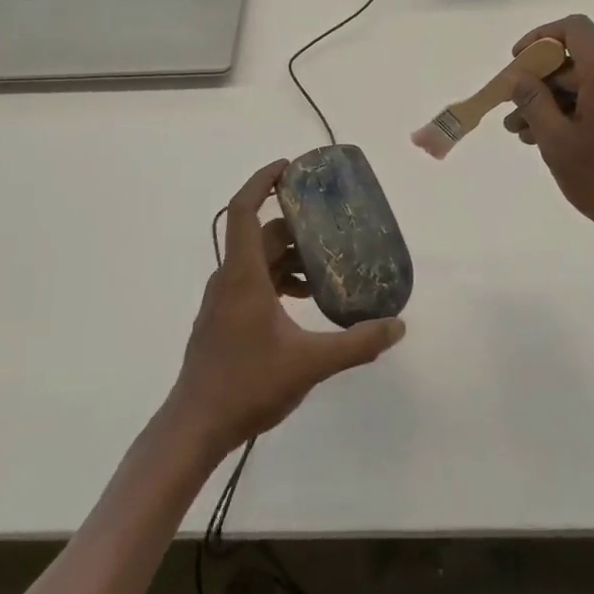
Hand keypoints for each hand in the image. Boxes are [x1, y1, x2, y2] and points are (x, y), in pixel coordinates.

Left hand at [170, 161, 404, 457]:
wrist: (196, 427)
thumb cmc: (247, 385)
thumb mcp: (309, 364)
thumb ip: (356, 343)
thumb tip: (397, 326)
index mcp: (243, 275)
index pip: (243, 210)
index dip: (262, 182)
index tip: (288, 167)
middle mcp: (230, 279)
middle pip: (260, 235)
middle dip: (295, 225)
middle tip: (330, 223)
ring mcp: (224, 301)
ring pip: (258, 261)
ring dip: (290, 256)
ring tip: (327, 267)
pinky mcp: (224, 320)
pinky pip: (254, 283)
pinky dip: (280, 280)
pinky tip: (306, 301)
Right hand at [503, 16, 593, 254]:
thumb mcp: (557, 141)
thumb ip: (533, 102)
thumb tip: (520, 78)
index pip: (574, 29)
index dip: (540, 38)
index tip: (517, 62)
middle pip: (576, 59)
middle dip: (539, 81)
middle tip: (511, 110)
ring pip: (585, 83)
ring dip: (552, 101)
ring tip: (522, 132)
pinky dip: (573, 111)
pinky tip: (549, 139)